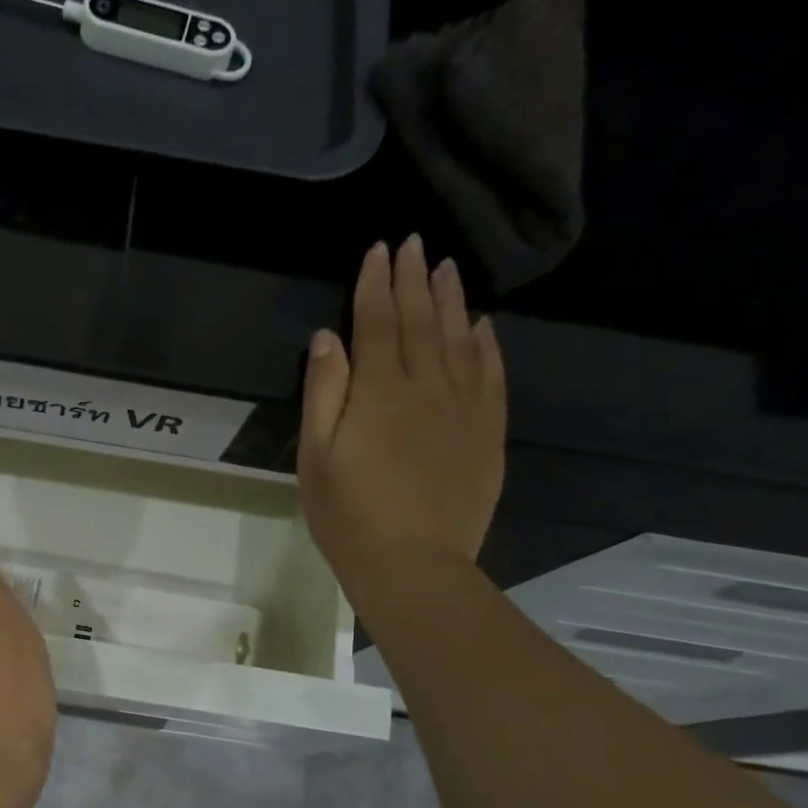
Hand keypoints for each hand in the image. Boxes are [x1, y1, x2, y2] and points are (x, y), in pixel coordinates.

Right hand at [299, 235, 506, 601]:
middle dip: (414, 280)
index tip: (379, 250)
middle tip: (415, 243)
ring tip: (447, 268)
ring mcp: (464, 407)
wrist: (412, 564)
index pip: (377, 324)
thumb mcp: (316, 458)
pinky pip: (491, 375)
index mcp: (378, 392)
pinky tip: (483, 325)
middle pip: (420, 322)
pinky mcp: (487, 432)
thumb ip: (323, 393)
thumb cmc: (348, 516)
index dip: (376, 285)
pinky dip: (487, 345)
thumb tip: (328, 338)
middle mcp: (426, 387)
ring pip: (459, 339)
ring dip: (451, 300)